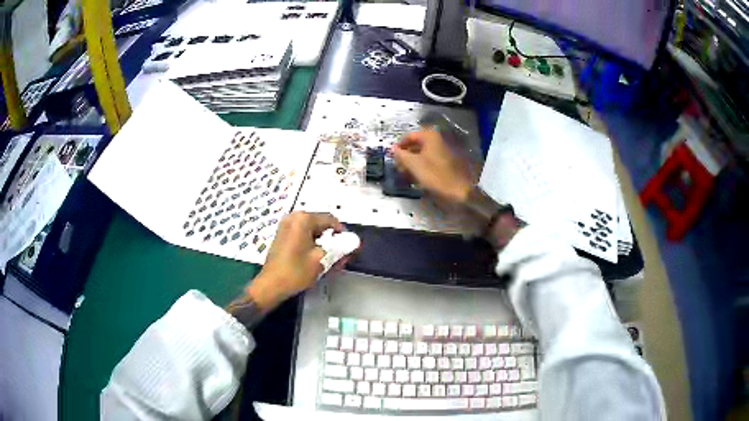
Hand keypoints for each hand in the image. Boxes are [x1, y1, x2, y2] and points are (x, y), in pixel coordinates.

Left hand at [246, 212, 344, 311]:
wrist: (271, 285)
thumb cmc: (296, 271)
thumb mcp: (322, 259)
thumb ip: (340, 247)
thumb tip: (355, 241)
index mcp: (303, 219)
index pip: (331, 220)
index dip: (343, 234)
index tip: (349, 247)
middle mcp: (294, 217)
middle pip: (321, 225)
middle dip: (333, 240)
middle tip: (341, 257)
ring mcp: (286, 226)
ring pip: (313, 232)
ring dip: (324, 244)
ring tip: (331, 262)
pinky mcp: (283, 236)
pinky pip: (303, 236)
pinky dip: (312, 245)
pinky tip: (318, 260)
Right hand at [393, 129, 473, 205]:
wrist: (458, 190)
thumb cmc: (434, 175)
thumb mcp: (413, 164)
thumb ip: (401, 155)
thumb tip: (392, 149)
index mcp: (430, 137)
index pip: (409, 136)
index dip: (399, 145)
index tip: (392, 156)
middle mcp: (437, 141)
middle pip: (416, 144)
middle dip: (405, 155)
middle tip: (398, 166)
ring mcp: (442, 152)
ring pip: (422, 153)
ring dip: (412, 162)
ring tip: (405, 173)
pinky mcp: (445, 163)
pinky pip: (429, 161)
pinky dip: (420, 166)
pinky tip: (416, 177)